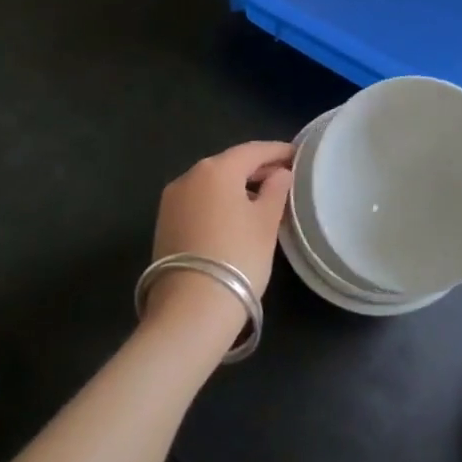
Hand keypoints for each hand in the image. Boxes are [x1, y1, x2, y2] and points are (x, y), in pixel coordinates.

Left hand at [147, 141, 292, 332]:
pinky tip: (235, 215)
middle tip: (283, 175)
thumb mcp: (266, 223)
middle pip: (229, 164)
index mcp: (216, 169)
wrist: (190, 310)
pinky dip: (219, 201)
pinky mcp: (164, 223)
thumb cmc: (237, 258)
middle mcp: (189, 176)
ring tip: (262, 197)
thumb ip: (276, 191)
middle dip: (257, 168)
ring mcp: (172, 200)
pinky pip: (199, 201)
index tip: (297, 154)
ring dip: (236, 186)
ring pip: (212, 183)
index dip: (277, 151)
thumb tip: (280, 173)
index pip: (253, 150)